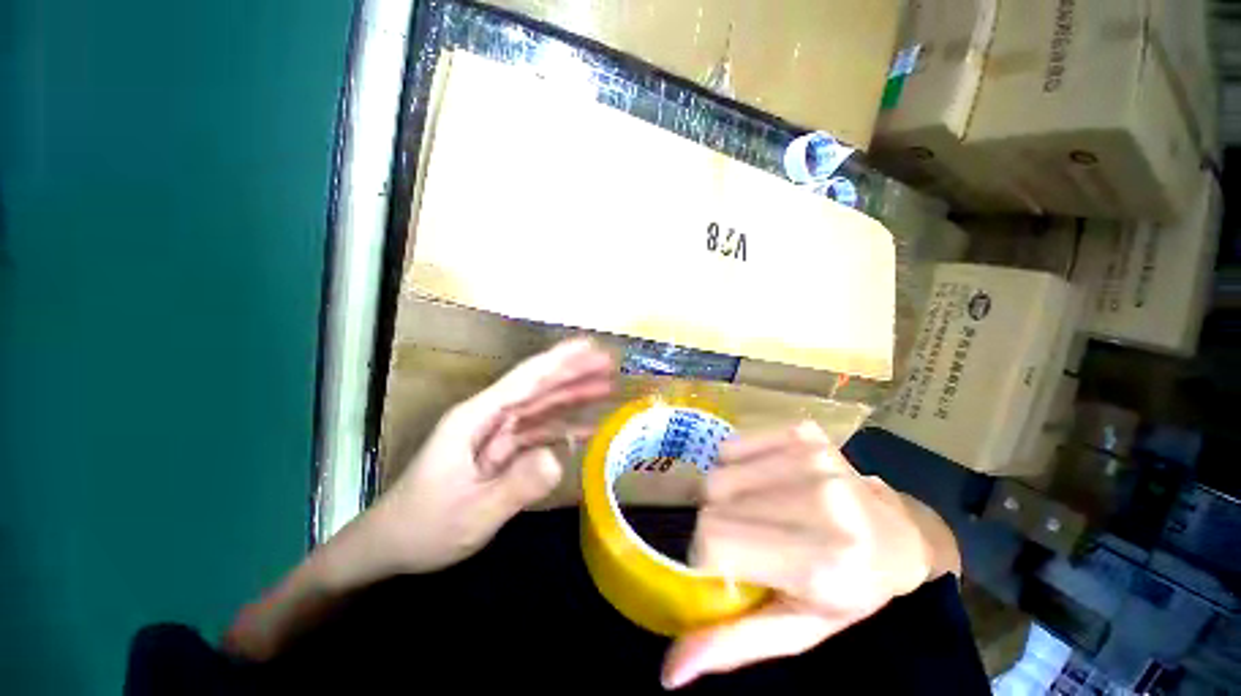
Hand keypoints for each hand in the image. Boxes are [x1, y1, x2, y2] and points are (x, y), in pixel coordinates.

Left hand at [367, 338, 613, 574]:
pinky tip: (587, 428)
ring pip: (542, 406)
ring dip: (573, 396)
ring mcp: (496, 434)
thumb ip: (517, 485)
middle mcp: (489, 417)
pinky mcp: (502, 451)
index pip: (525, 379)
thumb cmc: (423, 528)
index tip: (588, 345)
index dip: (559, 359)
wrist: (391, 547)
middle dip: (574, 372)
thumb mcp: (472, 514)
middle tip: (608, 362)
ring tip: (606, 387)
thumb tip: (559, 457)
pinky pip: (538, 433)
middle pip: (538, 387)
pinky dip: (563, 429)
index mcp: (476, 418)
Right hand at [661, 422, 957, 688]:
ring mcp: (811, 458)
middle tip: (744, 536)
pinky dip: (734, 465)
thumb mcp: (797, 629)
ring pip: (718, 471)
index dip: (706, 556)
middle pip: (712, 498)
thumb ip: (733, 644)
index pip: (714, 540)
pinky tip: (761, 480)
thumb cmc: (849, 589)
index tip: (723, 565)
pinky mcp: (803, 433)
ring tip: (754, 509)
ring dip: (724, 494)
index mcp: (821, 562)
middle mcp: (819, 501)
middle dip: (715, 523)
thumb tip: (669, 673)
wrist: (898, 535)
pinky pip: (732, 445)